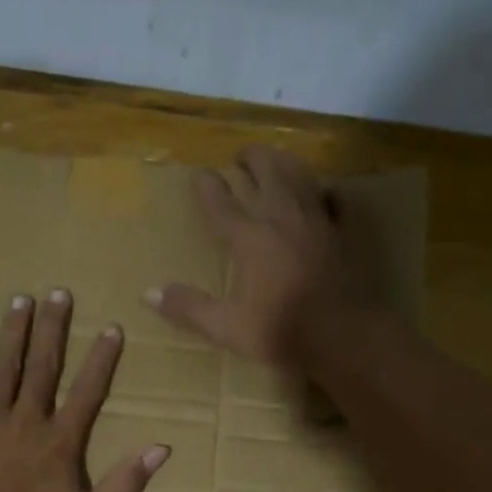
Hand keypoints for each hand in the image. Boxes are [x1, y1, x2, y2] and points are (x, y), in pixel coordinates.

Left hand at [0, 289, 169, 491]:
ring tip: (21, 299)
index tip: (113, 327)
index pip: (88, 391)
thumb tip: (162, 447)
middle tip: (58, 292)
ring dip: (14, 333)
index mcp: (61, 443)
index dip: (102, 359)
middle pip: (43, 367)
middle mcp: (27, 421)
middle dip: (53, 328)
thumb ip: (125, 483)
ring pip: (4, 368)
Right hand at [146, 144, 364, 366]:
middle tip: (240, 157)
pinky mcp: (342, 235)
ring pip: (300, 178)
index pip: (221, 203)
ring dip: (285, 163)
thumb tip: (149, 293)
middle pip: (265, 174)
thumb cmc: (279, 331)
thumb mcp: (225, 326)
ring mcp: (316, 222)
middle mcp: (281, 218)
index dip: (207, 187)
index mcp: (249, 238)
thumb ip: (189, 308)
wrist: (341, 334)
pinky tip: (327, 191)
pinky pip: (336, 202)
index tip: (199, 174)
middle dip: (250, 160)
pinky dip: (328, 192)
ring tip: (277, 158)